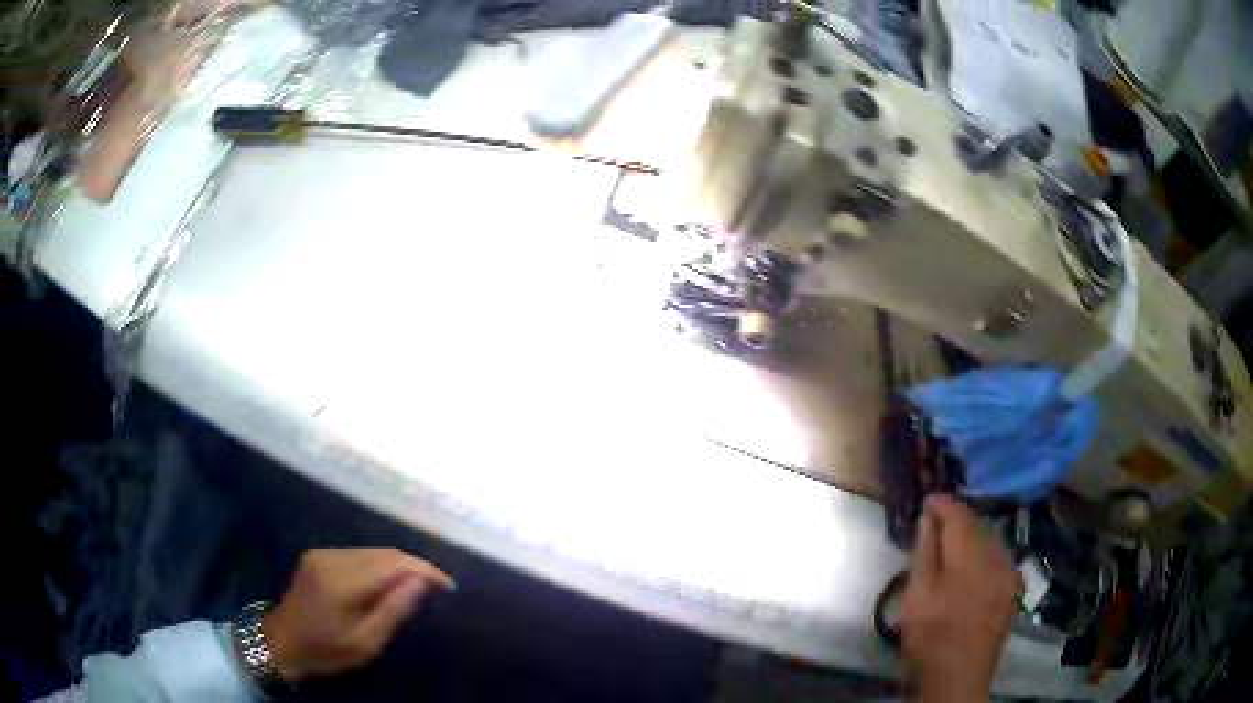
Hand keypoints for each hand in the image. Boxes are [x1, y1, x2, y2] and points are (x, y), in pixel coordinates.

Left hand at [263, 548, 454, 682]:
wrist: (281, 643)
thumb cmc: (326, 652)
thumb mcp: (365, 643)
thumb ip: (393, 610)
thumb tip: (422, 582)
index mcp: (341, 582)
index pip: (392, 563)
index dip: (424, 570)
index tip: (449, 585)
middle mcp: (331, 558)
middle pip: (384, 552)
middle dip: (415, 566)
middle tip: (440, 587)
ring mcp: (322, 553)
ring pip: (372, 551)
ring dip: (399, 565)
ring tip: (419, 586)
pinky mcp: (318, 555)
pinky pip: (359, 554)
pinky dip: (380, 565)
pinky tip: (389, 582)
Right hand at [902, 496, 1021, 702]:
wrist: (958, 677)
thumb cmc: (930, 638)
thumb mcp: (916, 597)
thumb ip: (925, 553)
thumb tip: (928, 517)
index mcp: (970, 560)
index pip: (960, 516)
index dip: (944, 504)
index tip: (928, 500)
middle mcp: (998, 559)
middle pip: (979, 524)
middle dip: (959, 519)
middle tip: (936, 522)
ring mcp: (1011, 573)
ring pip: (993, 539)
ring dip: (973, 535)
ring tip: (953, 543)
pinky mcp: (1015, 588)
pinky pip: (1001, 557)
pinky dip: (986, 553)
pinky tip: (973, 565)